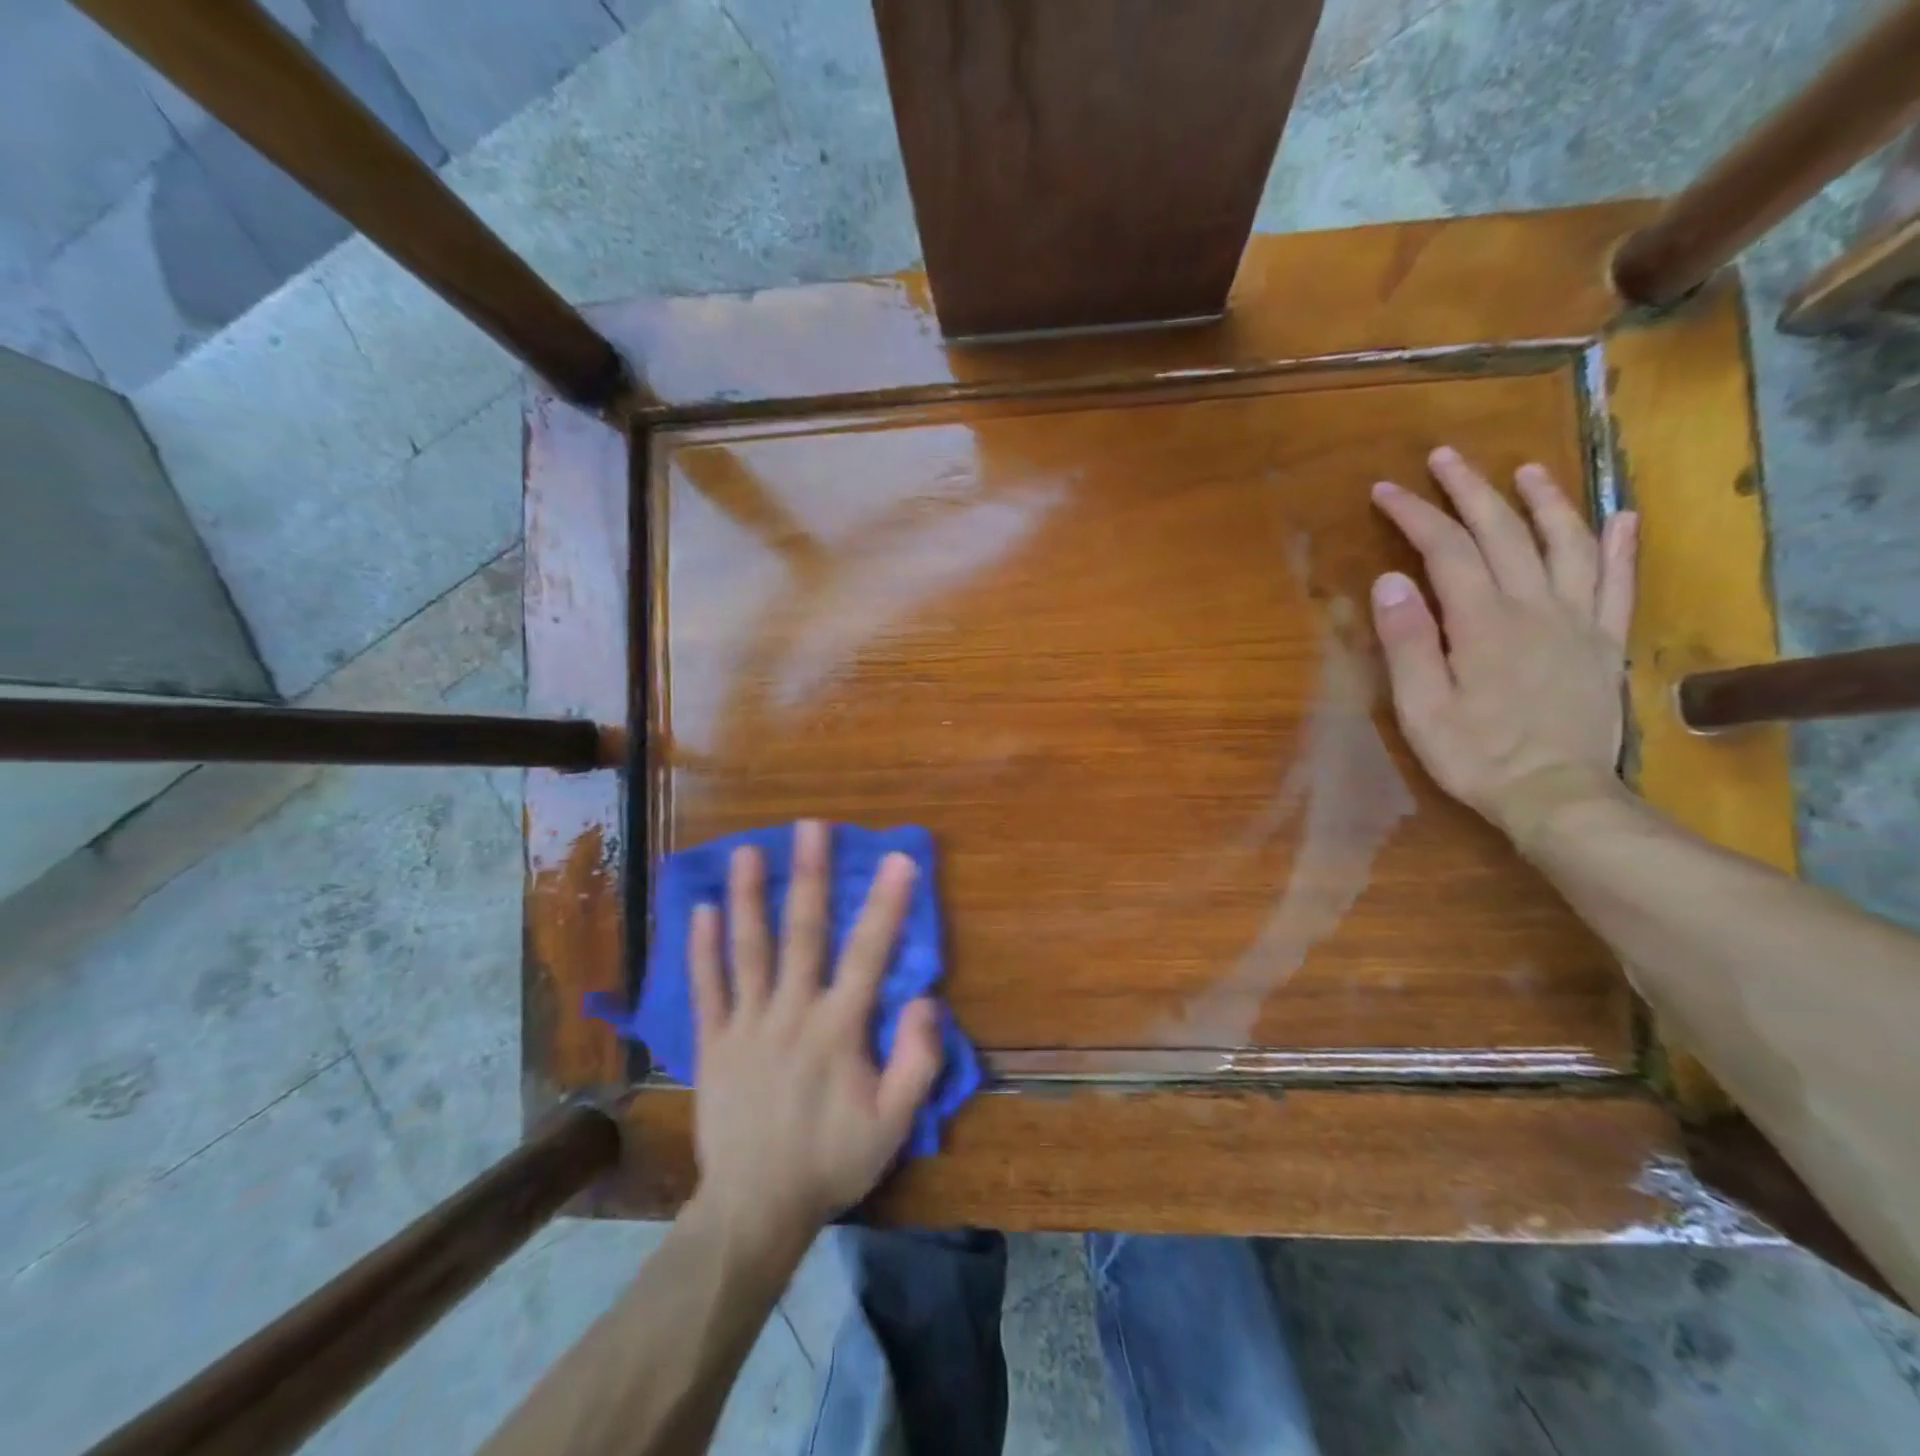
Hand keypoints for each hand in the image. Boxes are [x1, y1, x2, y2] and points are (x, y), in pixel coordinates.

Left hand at [689, 821, 942, 1253]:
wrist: (755, 1209)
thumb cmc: (831, 1161)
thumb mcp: (893, 1125)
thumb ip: (917, 1062)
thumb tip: (926, 1000)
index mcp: (838, 1029)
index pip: (868, 954)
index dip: (886, 905)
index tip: (897, 859)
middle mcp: (791, 1012)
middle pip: (803, 934)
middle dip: (809, 877)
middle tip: (809, 827)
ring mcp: (746, 1025)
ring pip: (748, 950)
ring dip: (749, 898)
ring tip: (747, 852)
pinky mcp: (712, 1043)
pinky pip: (706, 989)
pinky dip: (702, 950)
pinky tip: (700, 912)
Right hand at [1369, 447, 1637, 845]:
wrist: (1555, 796)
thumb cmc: (1474, 755)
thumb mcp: (1420, 707)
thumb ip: (1408, 641)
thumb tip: (1390, 580)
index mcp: (1482, 622)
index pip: (1444, 550)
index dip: (1415, 514)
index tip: (1386, 490)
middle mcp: (1535, 607)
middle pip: (1503, 532)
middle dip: (1470, 490)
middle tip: (1445, 457)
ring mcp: (1578, 620)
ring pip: (1566, 543)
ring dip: (1544, 501)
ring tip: (1525, 470)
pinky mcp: (1604, 642)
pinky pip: (1618, 582)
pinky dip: (1619, 544)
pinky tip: (1619, 515)